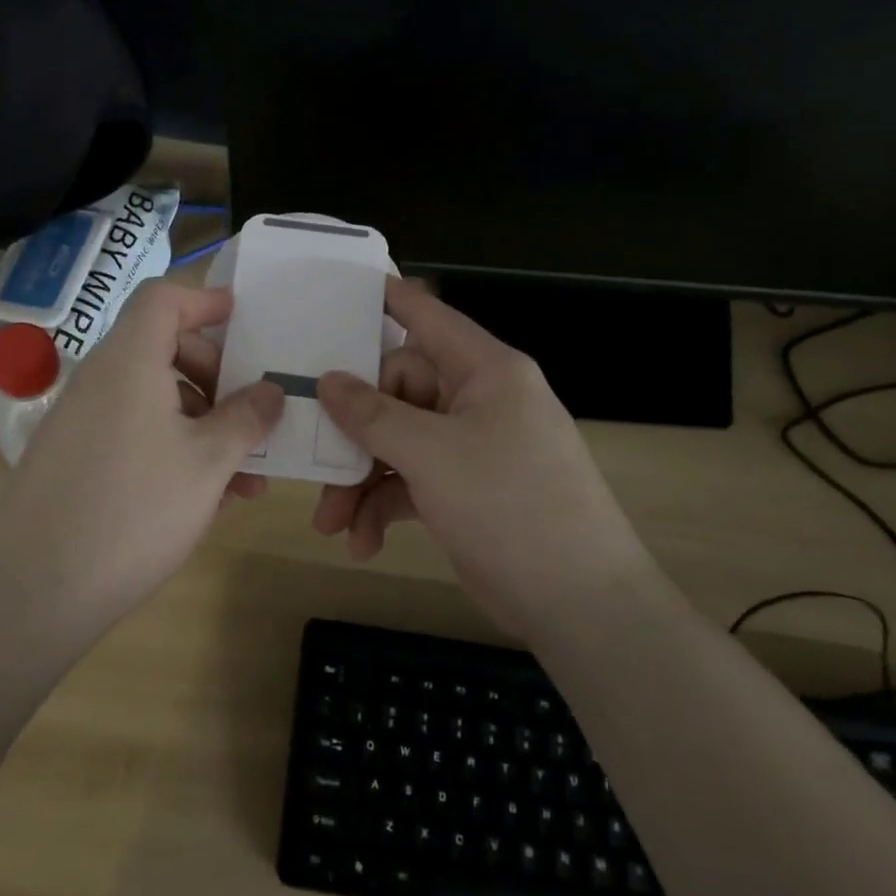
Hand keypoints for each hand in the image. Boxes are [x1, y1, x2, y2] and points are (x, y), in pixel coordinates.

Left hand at [0, 280, 285, 623]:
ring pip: (155, 399)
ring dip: (204, 424)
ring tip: (245, 478)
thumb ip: (247, 418)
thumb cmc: (135, 510)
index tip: (244, 321)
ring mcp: (82, 419)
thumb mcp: (208, 463)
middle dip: (217, 376)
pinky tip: (206, 498)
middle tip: (252, 415)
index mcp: (129, 361)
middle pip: (164, 348)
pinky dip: (173, 447)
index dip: (206, 299)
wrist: (36, 590)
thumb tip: (272, 390)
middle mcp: (100, 379)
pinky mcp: (74, 458)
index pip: (163, 299)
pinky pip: (134, 432)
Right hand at [312, 277, 647, 633]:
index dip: (386, 300)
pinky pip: (408, 482)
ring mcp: (470, 447)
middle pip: (396, 392)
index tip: (338, 292)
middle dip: (354, 434)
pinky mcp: (462, 489)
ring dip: (360, 481)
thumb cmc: (510, 504)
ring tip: (330, 523)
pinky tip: (362, 542)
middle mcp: (477, 400)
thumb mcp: (432, 454)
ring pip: (396, 442)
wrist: (578, 603)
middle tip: (317, 463)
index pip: (428, 317)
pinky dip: (382, 507)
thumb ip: (373, 414)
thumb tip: (328, 380)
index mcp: (484, 370)